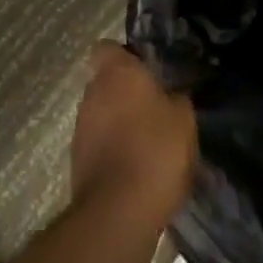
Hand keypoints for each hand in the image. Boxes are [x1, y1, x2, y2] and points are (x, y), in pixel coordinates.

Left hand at [70, 43, 197, 231]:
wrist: (118, 214)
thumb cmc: (155, 151)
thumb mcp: (184, 119)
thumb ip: (177, 97)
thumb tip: (173, 94)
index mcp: (116, 72)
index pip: (108, 47)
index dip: (126, 56)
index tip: (148, 70)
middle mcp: (92, 92)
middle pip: (107, 82)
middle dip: (127, 93)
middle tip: (157, 108)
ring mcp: (80, 128)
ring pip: (102, 114)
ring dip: (120, 123)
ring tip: (150, 143)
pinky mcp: (77, 161)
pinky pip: (99, 144)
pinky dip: (114, 151)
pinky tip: (138, 169)